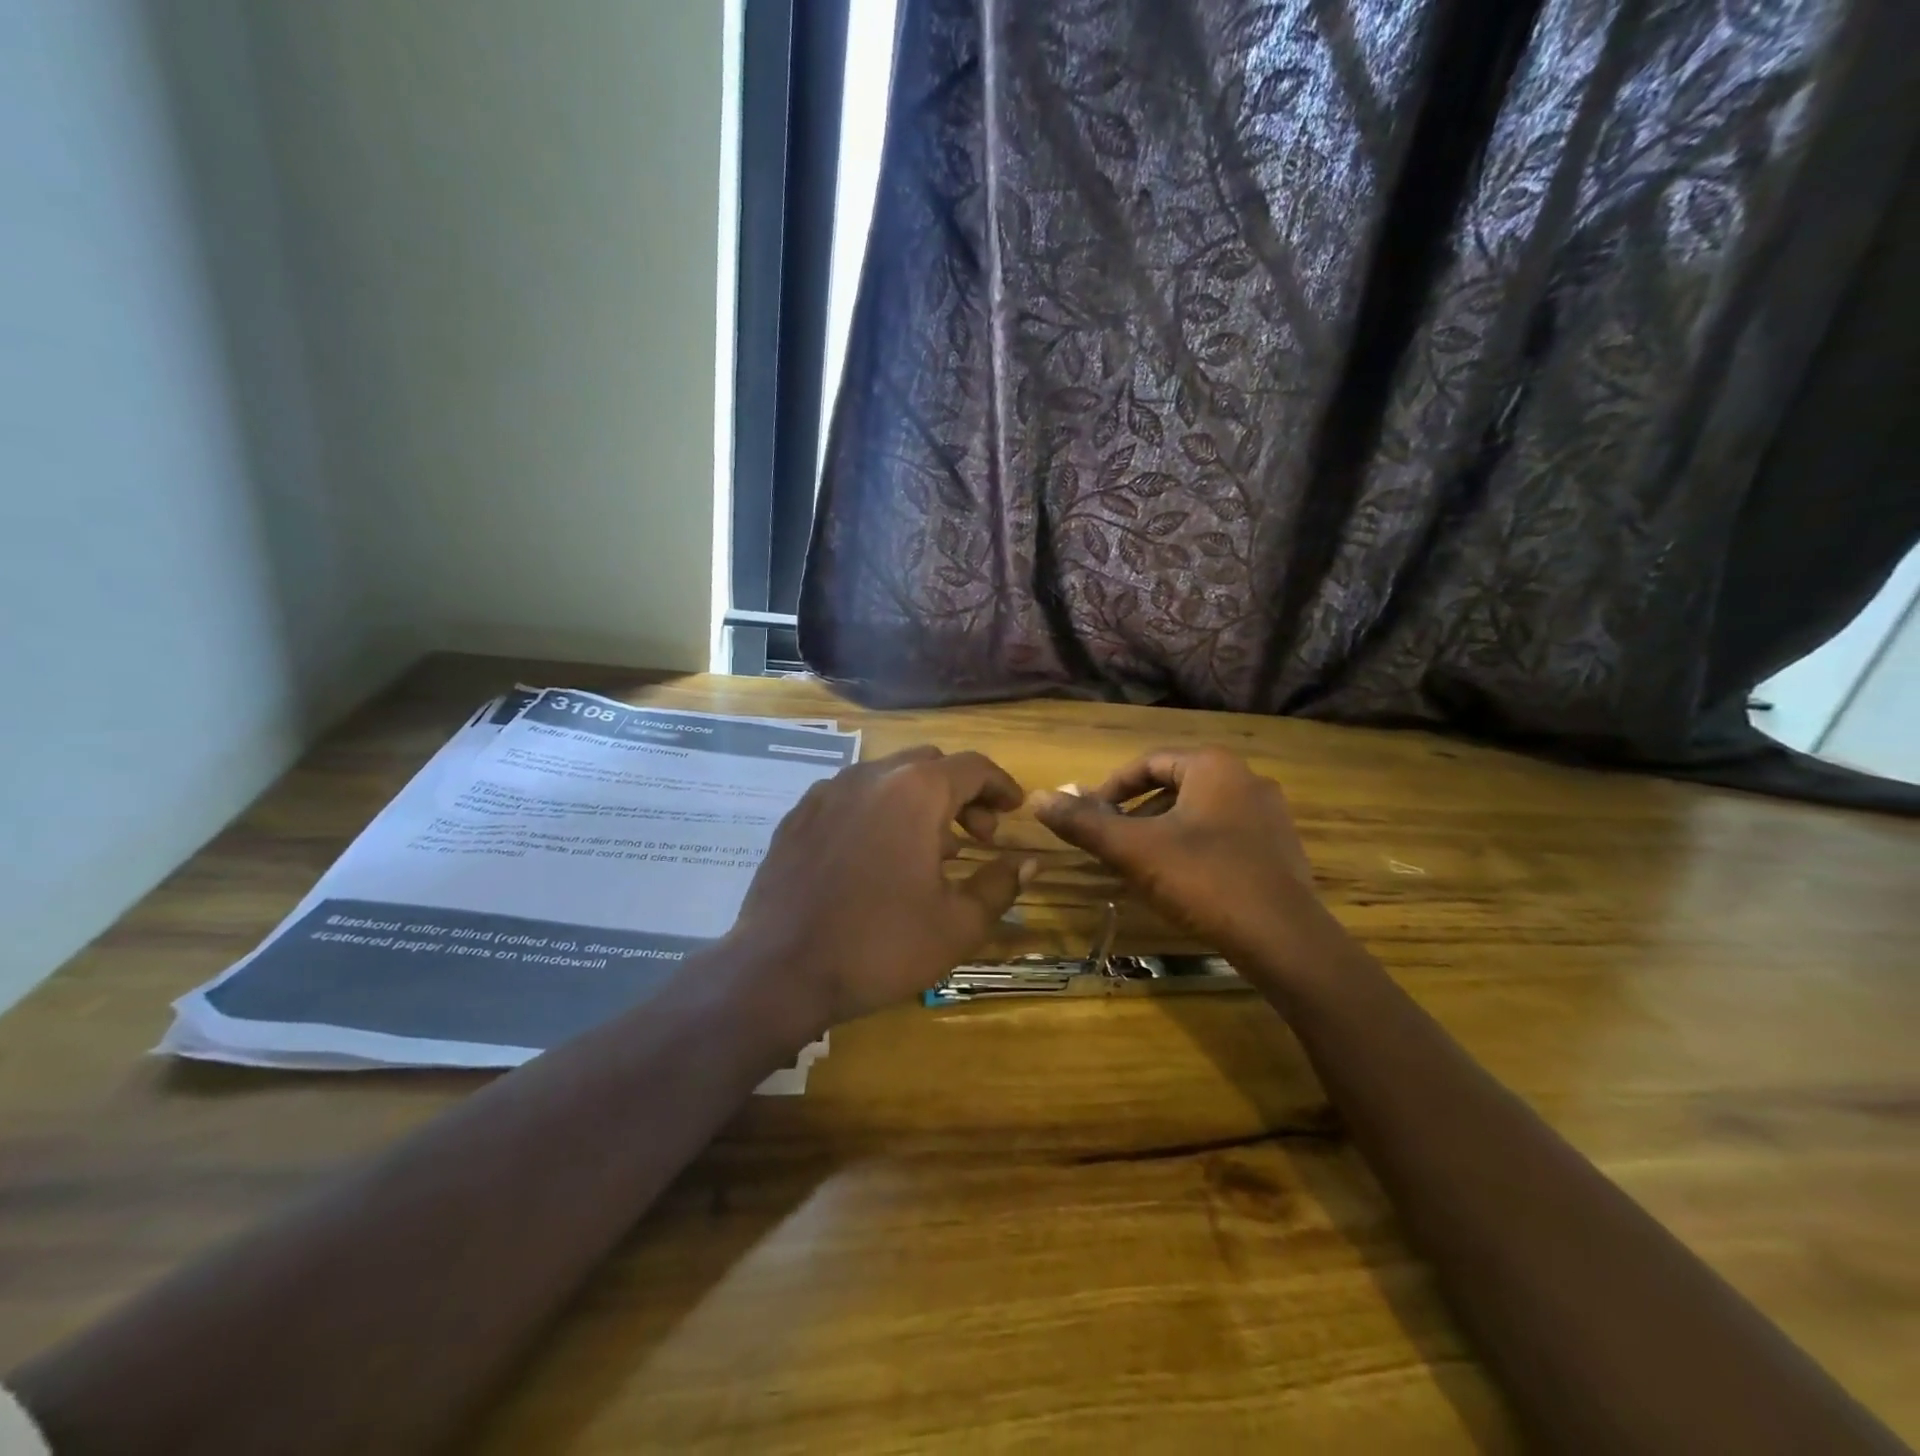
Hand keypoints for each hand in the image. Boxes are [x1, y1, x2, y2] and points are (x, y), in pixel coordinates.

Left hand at [726, 746, 1034, 1030]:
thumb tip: (1028, 862)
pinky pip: (850, 797)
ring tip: (930, 850)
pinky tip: (876, 855)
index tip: (1015, 809)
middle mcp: (870, 776)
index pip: (973, 767)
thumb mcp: (957, 925)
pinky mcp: (797, 816)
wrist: (779, 970)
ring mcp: (826, 792)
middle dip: (962, 793)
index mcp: (915, 792)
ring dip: (919, 802)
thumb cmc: (879, 946)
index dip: (1001, 785)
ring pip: (888, 777)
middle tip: (978, 837)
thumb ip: (1000, 885)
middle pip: (930, 765)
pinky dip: (878, 811)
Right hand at [1031, 747, 1350, 986]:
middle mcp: (1246, 779)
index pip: (1149, 762)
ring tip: (1139, 863)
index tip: (1090, 815)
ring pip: (1199, 812)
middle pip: (1174, 786)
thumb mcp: (1134, 850)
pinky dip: (1194, 847)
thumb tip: (1037, 798)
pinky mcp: (1281, 849)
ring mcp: (1270, 815)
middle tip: (1111, 840)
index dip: (1111, 788)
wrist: (1284, 939)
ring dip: (1163, 830)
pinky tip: (1181, 881)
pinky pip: (1224, 835)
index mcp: (1213, 767)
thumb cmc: (1204, 880)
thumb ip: (1084, 823)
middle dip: (1136, 811)